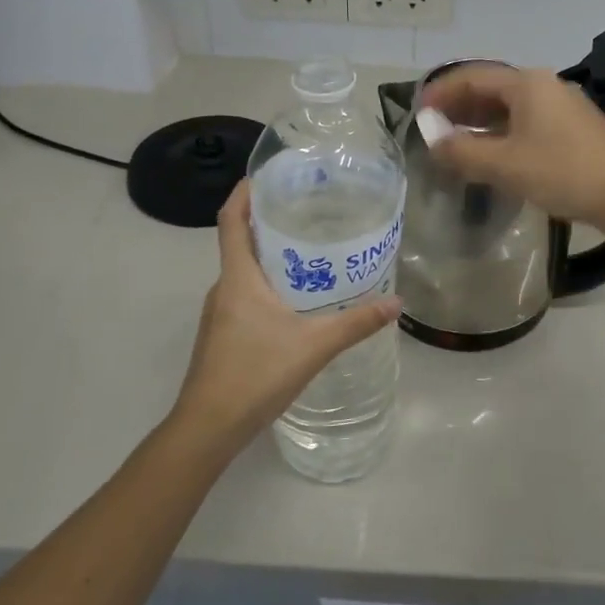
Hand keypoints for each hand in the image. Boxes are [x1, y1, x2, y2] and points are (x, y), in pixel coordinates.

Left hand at [171, 182, 400, 449]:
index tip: (266, 176)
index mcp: (238, 278)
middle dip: (269, 223)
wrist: (208, 428)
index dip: (244, 193)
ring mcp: (219, 314)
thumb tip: (396, 302)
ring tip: (310, 253)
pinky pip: (245, 296)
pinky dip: (268, 286)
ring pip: (245, 273)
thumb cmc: (255, 374)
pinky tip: (297, 302)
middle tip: (308, 211)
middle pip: (241, 243)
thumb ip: (356, 323)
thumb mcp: (314, 345)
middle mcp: (223, 289)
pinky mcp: (222, 336)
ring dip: (271, 258)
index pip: (230, 220)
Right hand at [417, 63, 604, 229]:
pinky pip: (527, 121)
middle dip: (460, 107)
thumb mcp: (505, 164)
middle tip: (434, 129)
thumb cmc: (562, 172)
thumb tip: (432, 141)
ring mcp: (563, 105)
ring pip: (510, 107)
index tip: (418, 112)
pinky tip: (493, 154)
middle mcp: (545, 85)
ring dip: (480, 122)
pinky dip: (502, 132)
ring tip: (457, 144)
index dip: (441, 92)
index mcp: (527, 83)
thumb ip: (463, 151)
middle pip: (491, 89)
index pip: (472, 77)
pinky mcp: (573, 127)